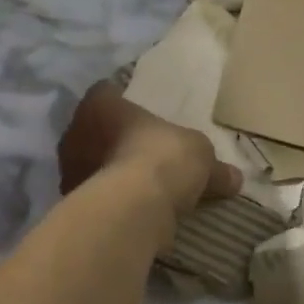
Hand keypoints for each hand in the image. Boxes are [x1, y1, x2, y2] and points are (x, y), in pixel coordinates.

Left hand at [58, 83, 240, 237]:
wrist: (134, 208)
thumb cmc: (163, 157)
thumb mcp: (200, 154)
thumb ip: (213, 167)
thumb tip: (235, 178)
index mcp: (100, 103)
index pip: (105, 92)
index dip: (120, 101)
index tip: (138, 116)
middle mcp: (75, 131)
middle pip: (93, 130)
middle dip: (112, 141)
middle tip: (140, 151)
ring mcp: (68, 169)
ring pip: (89, 165)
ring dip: (108, 173)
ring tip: (137, 186)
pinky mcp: (70, 204)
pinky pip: (93, 197)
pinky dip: (108, 202)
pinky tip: (130, 210)